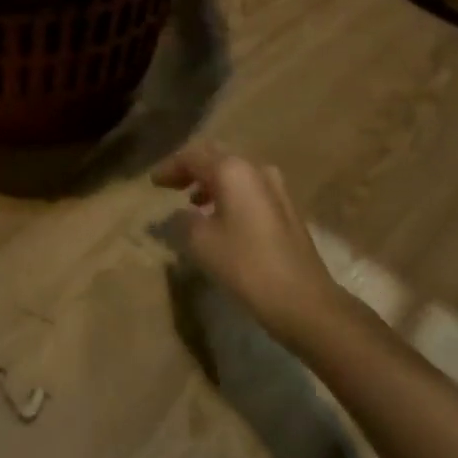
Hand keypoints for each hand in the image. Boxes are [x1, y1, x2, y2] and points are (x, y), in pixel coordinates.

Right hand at [152, 146, 355, 352]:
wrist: (304, 300)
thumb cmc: (246, 265)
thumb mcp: (201, 242)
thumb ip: (183, 220)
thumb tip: (180, 213)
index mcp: (232, 170)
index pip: (192, 156)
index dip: (170, 167)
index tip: (153, 182)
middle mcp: (255, 169)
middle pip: (216, 158)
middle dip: (191, 169)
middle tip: (171, 184)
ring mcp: (276, 188)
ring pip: (235, 173)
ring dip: (211, 182)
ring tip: (192, 202)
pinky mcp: (286, 208)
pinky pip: (249, 189)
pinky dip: (229, 195)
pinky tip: (220, 217)